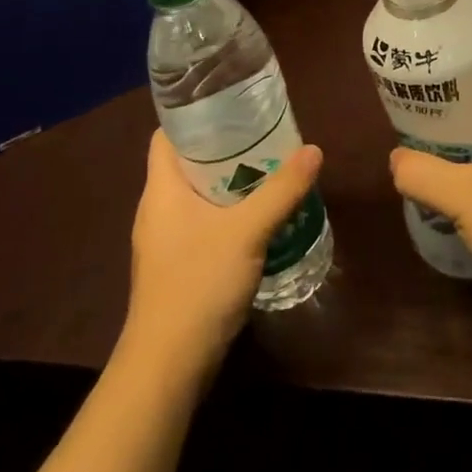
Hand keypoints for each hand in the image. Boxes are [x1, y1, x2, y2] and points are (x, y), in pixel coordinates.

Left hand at [122, 131, 322, 374]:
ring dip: (228, 182)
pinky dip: (225, 213)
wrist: (167, 367)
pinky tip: (256, 218)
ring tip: (267, 169)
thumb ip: (282, 190)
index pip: (168, 135)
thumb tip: (314, 150)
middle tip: (263, 134)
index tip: (232, 104)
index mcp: (161, 189)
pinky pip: (200, 223)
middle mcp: (157, 209)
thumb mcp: (247, 231)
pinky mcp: (174, 267)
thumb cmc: (197, 284)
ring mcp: (163, 241)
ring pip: (196, 195)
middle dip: (223, 147)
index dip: (194, 115)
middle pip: (186, 162)